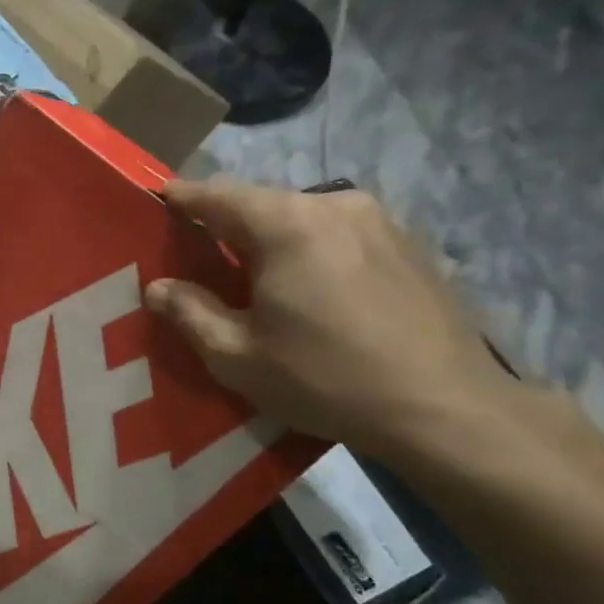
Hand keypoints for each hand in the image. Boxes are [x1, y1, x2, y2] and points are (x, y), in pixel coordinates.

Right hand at [143, 178, 517, 461]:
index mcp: (286, 224)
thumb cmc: (325, 379)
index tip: (155, 204)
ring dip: (271, 240)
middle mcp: (334, 205)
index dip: (181, 198)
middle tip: (200, 260)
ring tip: (256, 281)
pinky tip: (312, 294)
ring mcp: (380, 222)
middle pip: (261, 204)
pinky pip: (339, 236)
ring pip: (303, 219)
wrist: (447, 409)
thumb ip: (189, 312)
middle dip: (226, 226)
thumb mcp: (236, 356)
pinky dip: (311, 252)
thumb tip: (158, 287)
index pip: (216, 195)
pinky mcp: (409, 246)